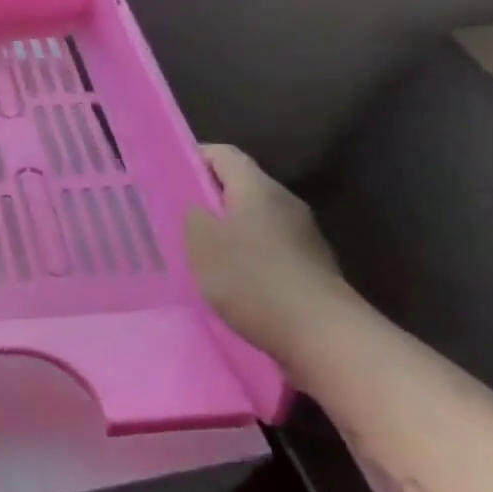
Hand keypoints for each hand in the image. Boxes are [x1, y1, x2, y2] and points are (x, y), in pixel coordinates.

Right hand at [184, 143, 359, 356]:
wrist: (325, 337)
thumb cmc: (253, 279)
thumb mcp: (202, 243)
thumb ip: (192, 214)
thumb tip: (197, 206)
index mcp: (257, 187)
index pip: (222, 154)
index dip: (193, 158)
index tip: (167, 176)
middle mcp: (285, 203)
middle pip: (240, 186)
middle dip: (208, 198)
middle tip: (176, 217)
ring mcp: (304, 236)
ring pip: (255, 219)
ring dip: (228, 230)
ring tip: (200, 253)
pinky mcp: (312, 267)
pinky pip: (270, 248)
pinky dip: (248, 257)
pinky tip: (232, 282)